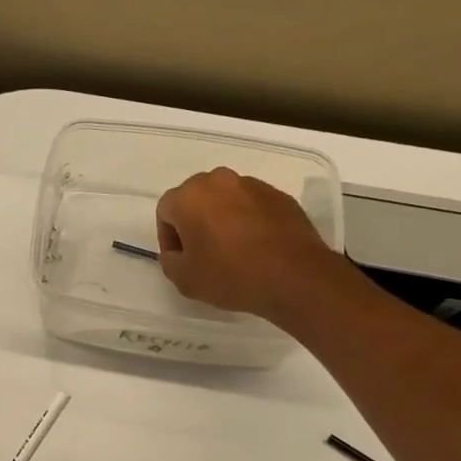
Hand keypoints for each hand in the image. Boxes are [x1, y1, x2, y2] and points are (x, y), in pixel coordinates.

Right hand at [156, 168, 341, 324]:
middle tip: (202, 253)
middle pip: (195, 199)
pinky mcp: (279, 195)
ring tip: (232, 250)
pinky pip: (252, 205)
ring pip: (225, 200)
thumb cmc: (231, 275)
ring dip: (222, 219)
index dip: (168, 237)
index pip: (166, 211)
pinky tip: (256, 247)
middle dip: (194, 222)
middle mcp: (219, 181)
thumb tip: (177, 252)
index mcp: (190, 196)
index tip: (181, 259)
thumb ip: (170, 260)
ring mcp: (252, 185)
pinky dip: (248, 221)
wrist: (295, 276)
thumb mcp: (185, 279)